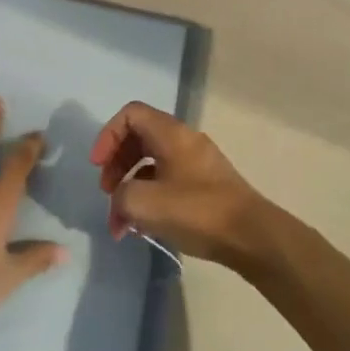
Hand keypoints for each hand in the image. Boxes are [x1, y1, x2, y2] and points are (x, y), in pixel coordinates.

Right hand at [89, 102, 277, 266]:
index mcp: (170, 133)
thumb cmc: (197, 212)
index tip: (98, 166)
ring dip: (131, 187)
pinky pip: (167, 180)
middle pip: (139, 138)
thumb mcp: (145, 204)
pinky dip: (150, 197)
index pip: (130, 114)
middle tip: (107, 193)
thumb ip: (121, 196)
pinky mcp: (205, 185)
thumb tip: (122, 199)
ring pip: (152, 163)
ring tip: (121, 222)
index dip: (108, 136)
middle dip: (116, 164)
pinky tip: (142, 227)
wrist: (251, 236)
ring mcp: (197, 162)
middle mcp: (184, 140)